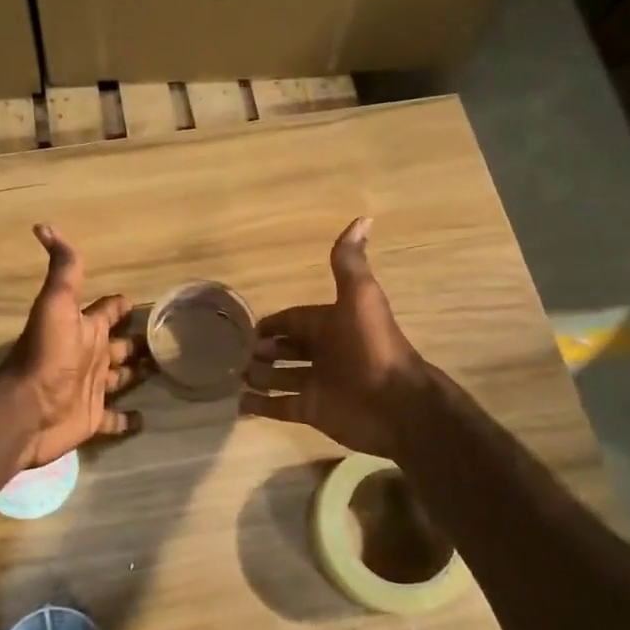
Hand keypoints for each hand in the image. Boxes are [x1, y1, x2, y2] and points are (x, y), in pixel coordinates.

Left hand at [1, 225, 150, 468]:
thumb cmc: (47, 354)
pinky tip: (147, 418)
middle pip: (119, 345)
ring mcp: (92, 388)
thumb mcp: (56, 304)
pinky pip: (115, 419)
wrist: (28, 409)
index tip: (139, 300)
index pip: (107, 310)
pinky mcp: (92, 419)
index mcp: (85, 328)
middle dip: (139, 341)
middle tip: (169, 340)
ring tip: (167, 371)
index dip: (120, 304)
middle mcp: (89, 355)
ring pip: (121, 378)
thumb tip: (43, 225)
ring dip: (139, 374)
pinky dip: (129, 419)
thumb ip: (63, 269)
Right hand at [239, 217, 430, 457]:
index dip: (274, 323)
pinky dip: (260, 406)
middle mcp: (322, 353)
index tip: (247, 327)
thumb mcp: (360, 297)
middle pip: (286, 348)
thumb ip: (349, 263)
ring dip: (258, 376)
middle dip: (263, 350)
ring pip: (280, 377)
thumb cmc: (372, 347)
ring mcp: (316, 384)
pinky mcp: (312, 411)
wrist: (397, 404)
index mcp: (330, 325)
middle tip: (235, 353)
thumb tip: (362, 217)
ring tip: (233, 375)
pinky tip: (238, 404)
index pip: (295, 320)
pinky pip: (280, 407)